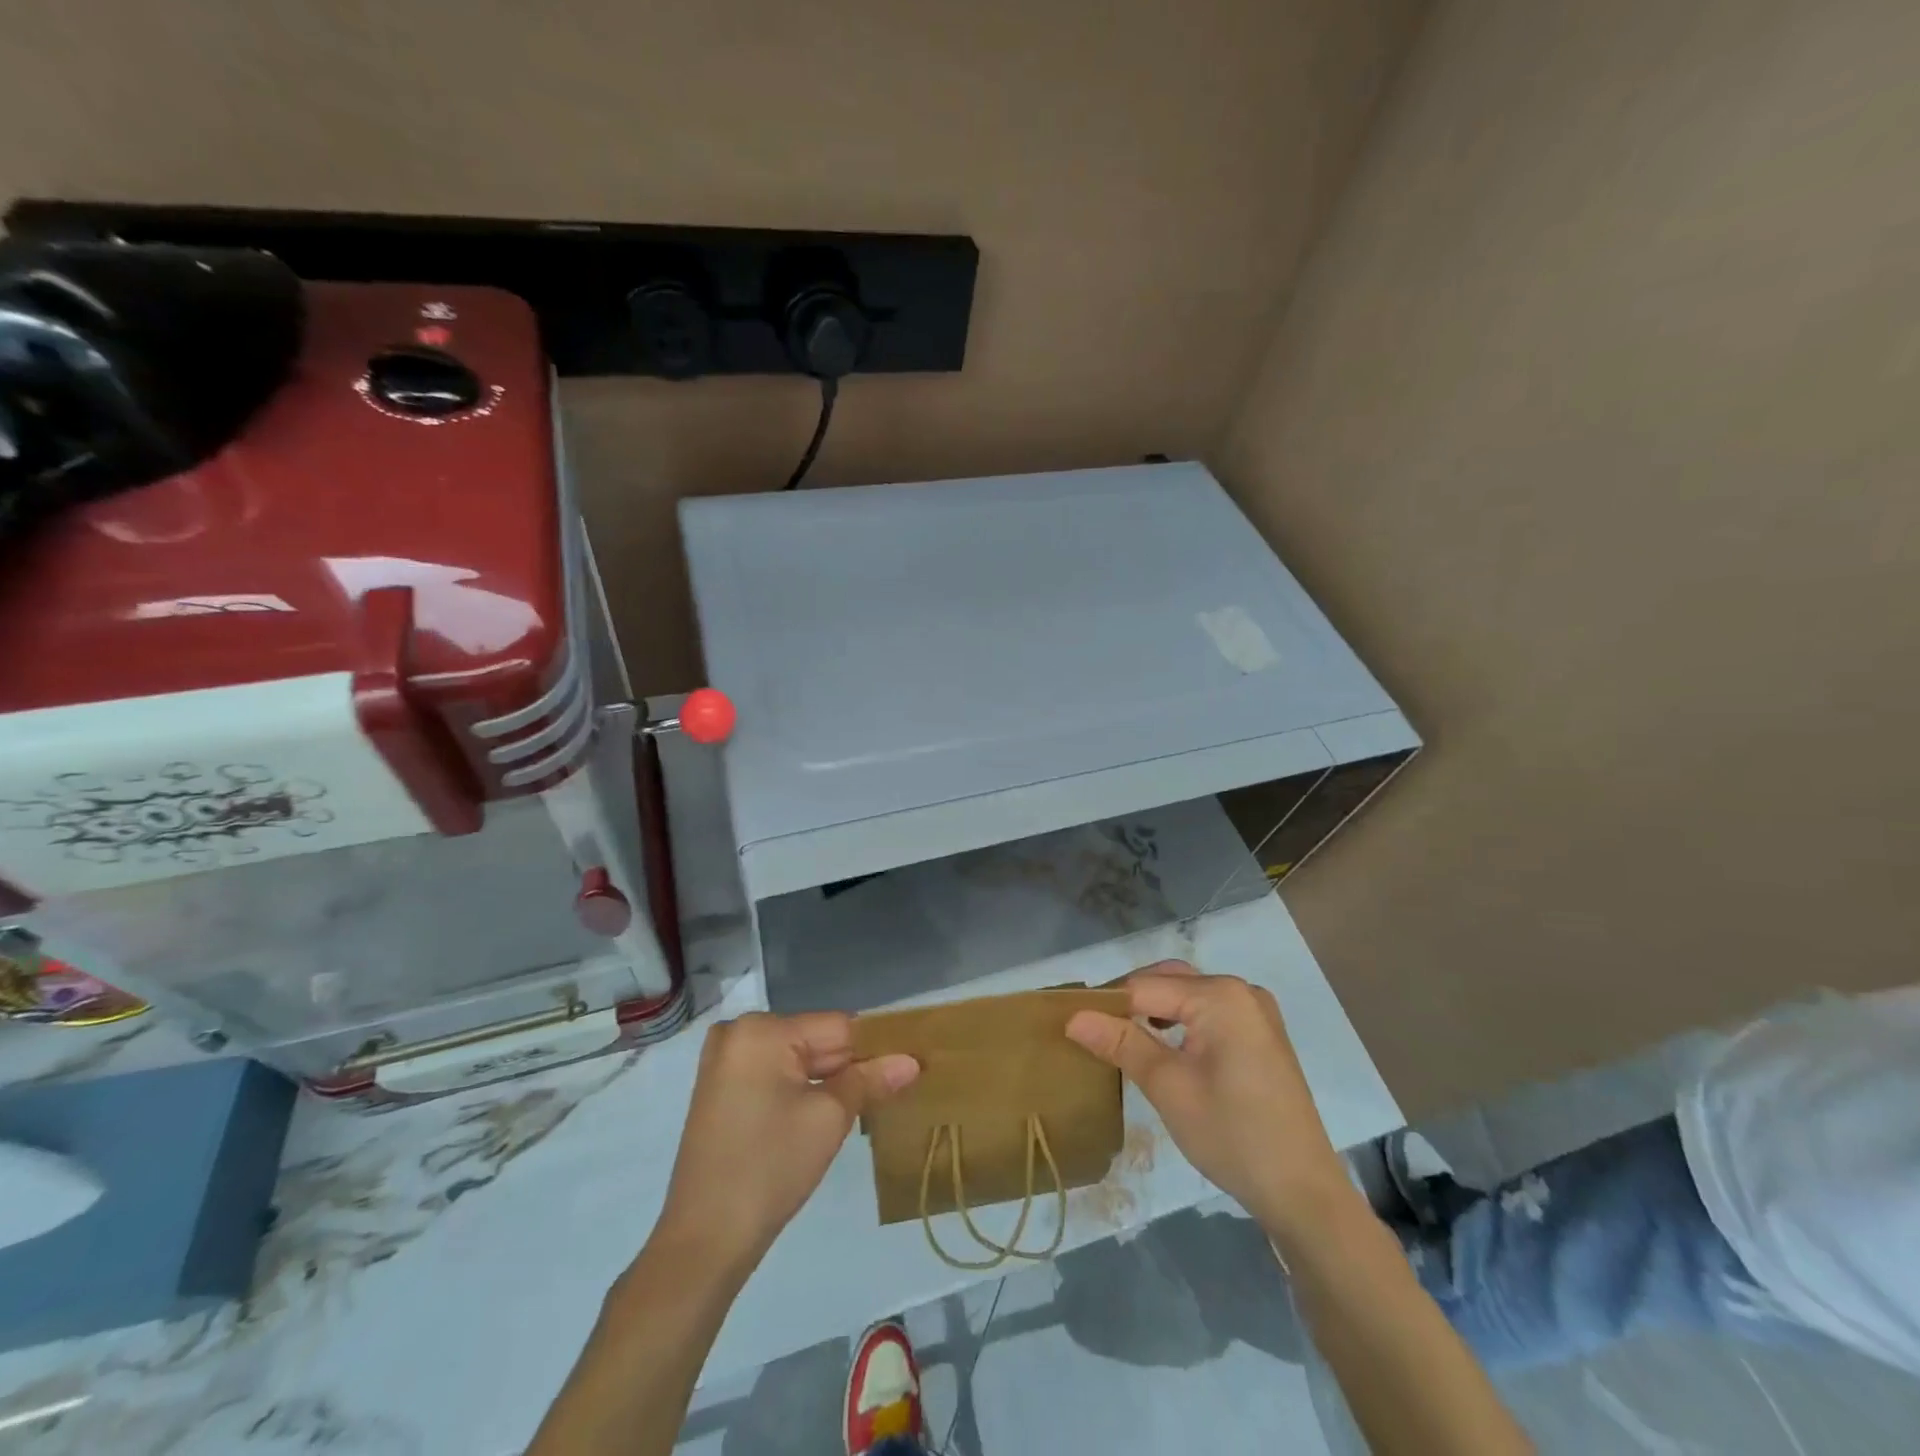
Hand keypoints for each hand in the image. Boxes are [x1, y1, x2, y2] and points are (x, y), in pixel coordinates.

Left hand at [654, 1012, 918, 1271]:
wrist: (703, 1241)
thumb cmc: (770, 1168)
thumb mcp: (829, 1119)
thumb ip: (870, 1080)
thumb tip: (912, 1062)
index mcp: (761, 1029)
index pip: (837, 1027)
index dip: (876, 1047)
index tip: (910, 1065)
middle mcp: (738, 1033)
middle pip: (815, 1041)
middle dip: (852, 1066)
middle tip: (896, 1088)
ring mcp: (725, 1061)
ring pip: (797, 1061)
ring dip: (830, 1080)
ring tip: (871, 1101)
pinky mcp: (721, 1089)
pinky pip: (775, 1076)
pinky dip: (802, 1091)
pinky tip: (830, 1112)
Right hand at [1065, 962, 1353, 1238]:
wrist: (1303, 1193)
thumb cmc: (1232, 1135)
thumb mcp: (1168, 1087)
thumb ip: (1121, 1043)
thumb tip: (1073, 1017)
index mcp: (1220, 995)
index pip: (1145, 986)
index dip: (1106, 1003)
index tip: (1071, 1021)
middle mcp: (1241, 990)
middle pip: (1168, 981)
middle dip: (1130, 1001)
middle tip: (1092, 1029)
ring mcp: (1256, 1012)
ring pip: (1188, 995)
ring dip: (1153, 1010)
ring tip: (1119, 1037)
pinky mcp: (1261, 1035)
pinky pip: (1209, 1012)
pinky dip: (1180, 1021)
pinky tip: (1161, 1045)